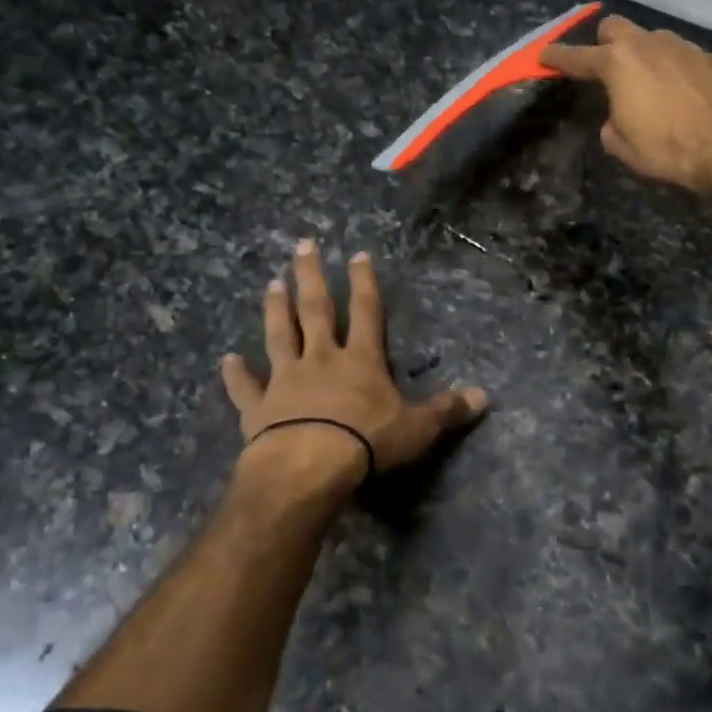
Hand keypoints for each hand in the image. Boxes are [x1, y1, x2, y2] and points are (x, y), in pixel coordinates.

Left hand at [221, 240, 488, 494]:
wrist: (309, 467)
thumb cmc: (367, 442)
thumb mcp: (418, 428)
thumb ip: (447, 410)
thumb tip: (485, 397)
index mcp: (360, 360)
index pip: (366, 311)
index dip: (364, 282)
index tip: (357, 254)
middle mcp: (321, 359)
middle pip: (316, 310)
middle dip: (311, 276)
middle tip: (302, 245)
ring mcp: (286, 380)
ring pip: (279, 336)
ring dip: (275, 310)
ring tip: (270, 283)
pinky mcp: (259, 408)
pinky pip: (245, 387)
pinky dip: (236, 374)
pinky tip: (226, 360)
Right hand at [541, 16, 711, 194]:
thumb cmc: (667, 149)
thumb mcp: (622, 146)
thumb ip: (611, 123)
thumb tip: (618, 117)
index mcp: (617, 64)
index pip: (577, 57)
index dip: (557, 57)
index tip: (544, 55)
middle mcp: (648, 44)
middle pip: (615, 27)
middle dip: (605, 42)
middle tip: (606, 66)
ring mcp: (684, 47)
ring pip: (654, 38)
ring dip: (645, 54)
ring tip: (650, 81)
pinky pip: (685, 57)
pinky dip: (678, 69)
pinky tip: (685, 92)